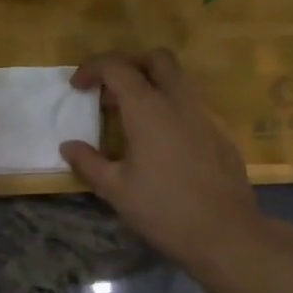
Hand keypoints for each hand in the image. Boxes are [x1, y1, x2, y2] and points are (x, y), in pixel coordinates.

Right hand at [61, 50, 283, 270]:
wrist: (224, 233)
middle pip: (157, 59)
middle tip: (110, 91)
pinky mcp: (220, 134)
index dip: (92, 68)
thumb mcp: (115, 189)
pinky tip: (161, 143)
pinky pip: (192, 106)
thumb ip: (88, 162)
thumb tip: (68, 146)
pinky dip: (171, 109)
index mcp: (148, 109)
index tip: (77, 87)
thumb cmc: (162, 209)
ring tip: (131, 117)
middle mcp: (179, 102)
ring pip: (179, 80)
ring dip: (152, 85)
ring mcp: (205, 116)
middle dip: (129, 65)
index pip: (117, 67)